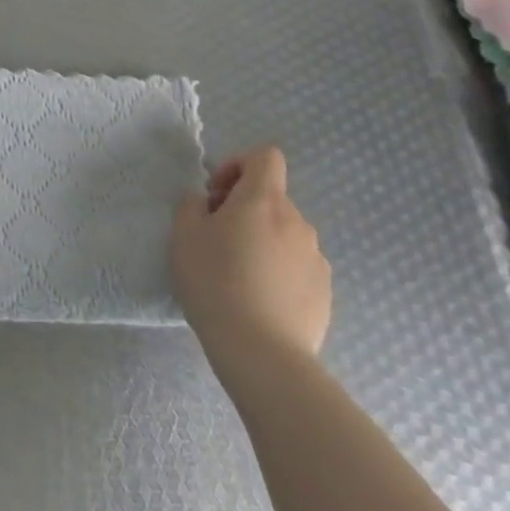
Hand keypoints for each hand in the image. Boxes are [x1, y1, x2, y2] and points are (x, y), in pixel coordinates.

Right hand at [171, 145, 330, 375]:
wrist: (262, 353)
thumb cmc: (216, 282)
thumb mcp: (184, 234)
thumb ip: (192, 205)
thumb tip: (206, 203)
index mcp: (264, 200)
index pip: (266, 157)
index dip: (239, 164)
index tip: (217, 193)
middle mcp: (298, 222)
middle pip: (272, 198)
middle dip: (244, 208)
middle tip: (217, 238)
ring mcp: (316, 259)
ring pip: (285, 234)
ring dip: (263, 240)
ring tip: (238, 274)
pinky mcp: (325, 294)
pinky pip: (297, 266)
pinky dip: (279, 271)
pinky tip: (259, 299)